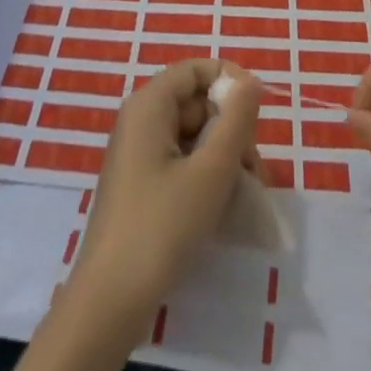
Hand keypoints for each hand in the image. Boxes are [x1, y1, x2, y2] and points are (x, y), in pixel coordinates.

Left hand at [69, 59, 262, 336]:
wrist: (110, 301)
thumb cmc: (162, 226)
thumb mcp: (210, 171)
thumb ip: (236, 120)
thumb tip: (252, 82)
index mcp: (149, 105)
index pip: (196, 69)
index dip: (230, 81)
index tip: (259, 113)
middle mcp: (140, 120)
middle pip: (196, 103)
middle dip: (232, 129)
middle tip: (256, 170)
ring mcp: (138, 154)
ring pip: (193, 135)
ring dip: (224, 156)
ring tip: (248, 194)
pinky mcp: (141, 184)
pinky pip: (181, 161)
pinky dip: (206, 175)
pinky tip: (225, 206)